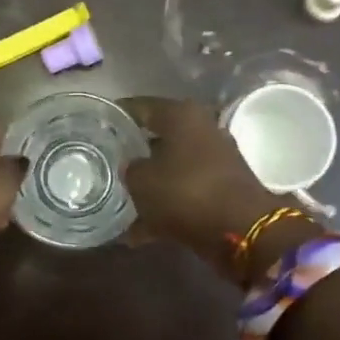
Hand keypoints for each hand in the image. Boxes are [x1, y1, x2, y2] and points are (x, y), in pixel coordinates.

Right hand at [120, 97, 280, 261]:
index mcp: (182, 115)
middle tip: (106, 163)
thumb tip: (132, 167)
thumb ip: (130, 169)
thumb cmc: (185, 191)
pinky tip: (139, 232)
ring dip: (150, 184)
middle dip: (133, 152)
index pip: (140, 107)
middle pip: (158, 137)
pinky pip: (184, 193)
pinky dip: (165, 208)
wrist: (243, 230)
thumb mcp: (141, 180)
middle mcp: (202, 129)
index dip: (117, 115)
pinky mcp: (223, 188)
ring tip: (119, 201)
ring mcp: (215, 159)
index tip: (97, 125)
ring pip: (171, 168)